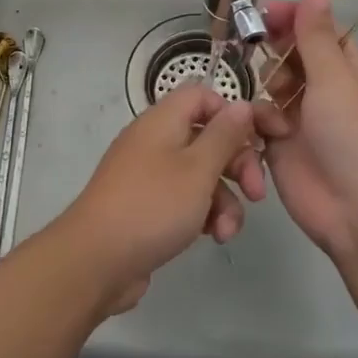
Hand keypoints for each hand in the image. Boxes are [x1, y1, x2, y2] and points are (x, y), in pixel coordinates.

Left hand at [50, 84, 266, 312]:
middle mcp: (154, 142)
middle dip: (238, 164)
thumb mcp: (198, 168)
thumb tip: (241, 105)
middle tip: (256, 192)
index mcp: (162, 121)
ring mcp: (149, 175)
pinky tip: (213, 237)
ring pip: (201, 175)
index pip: (203, 96)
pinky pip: (185, 200)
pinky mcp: (148, 207)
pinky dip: (203, 214)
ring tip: (227, 230)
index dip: (233, 112)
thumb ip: (224, 135)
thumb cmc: (153, 205)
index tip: (261, 138)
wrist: (96, 260)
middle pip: (207, 137)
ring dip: (224, 199)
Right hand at [255, 0, 357, 262]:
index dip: (296, 19)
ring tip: (275, 102)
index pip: (321, 33)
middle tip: (258, 48)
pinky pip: (260, 121)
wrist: (357, 210)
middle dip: (276, 53)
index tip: (266, 12)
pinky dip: (260, 122)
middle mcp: (326, 92)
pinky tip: (268, 132)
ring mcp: (302, 120)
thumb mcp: (337, 79)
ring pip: (272, 88)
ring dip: (269, 89)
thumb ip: (317, 37)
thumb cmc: (354, 137)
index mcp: (350, 72)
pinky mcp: (280, 147)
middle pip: (292, 58)